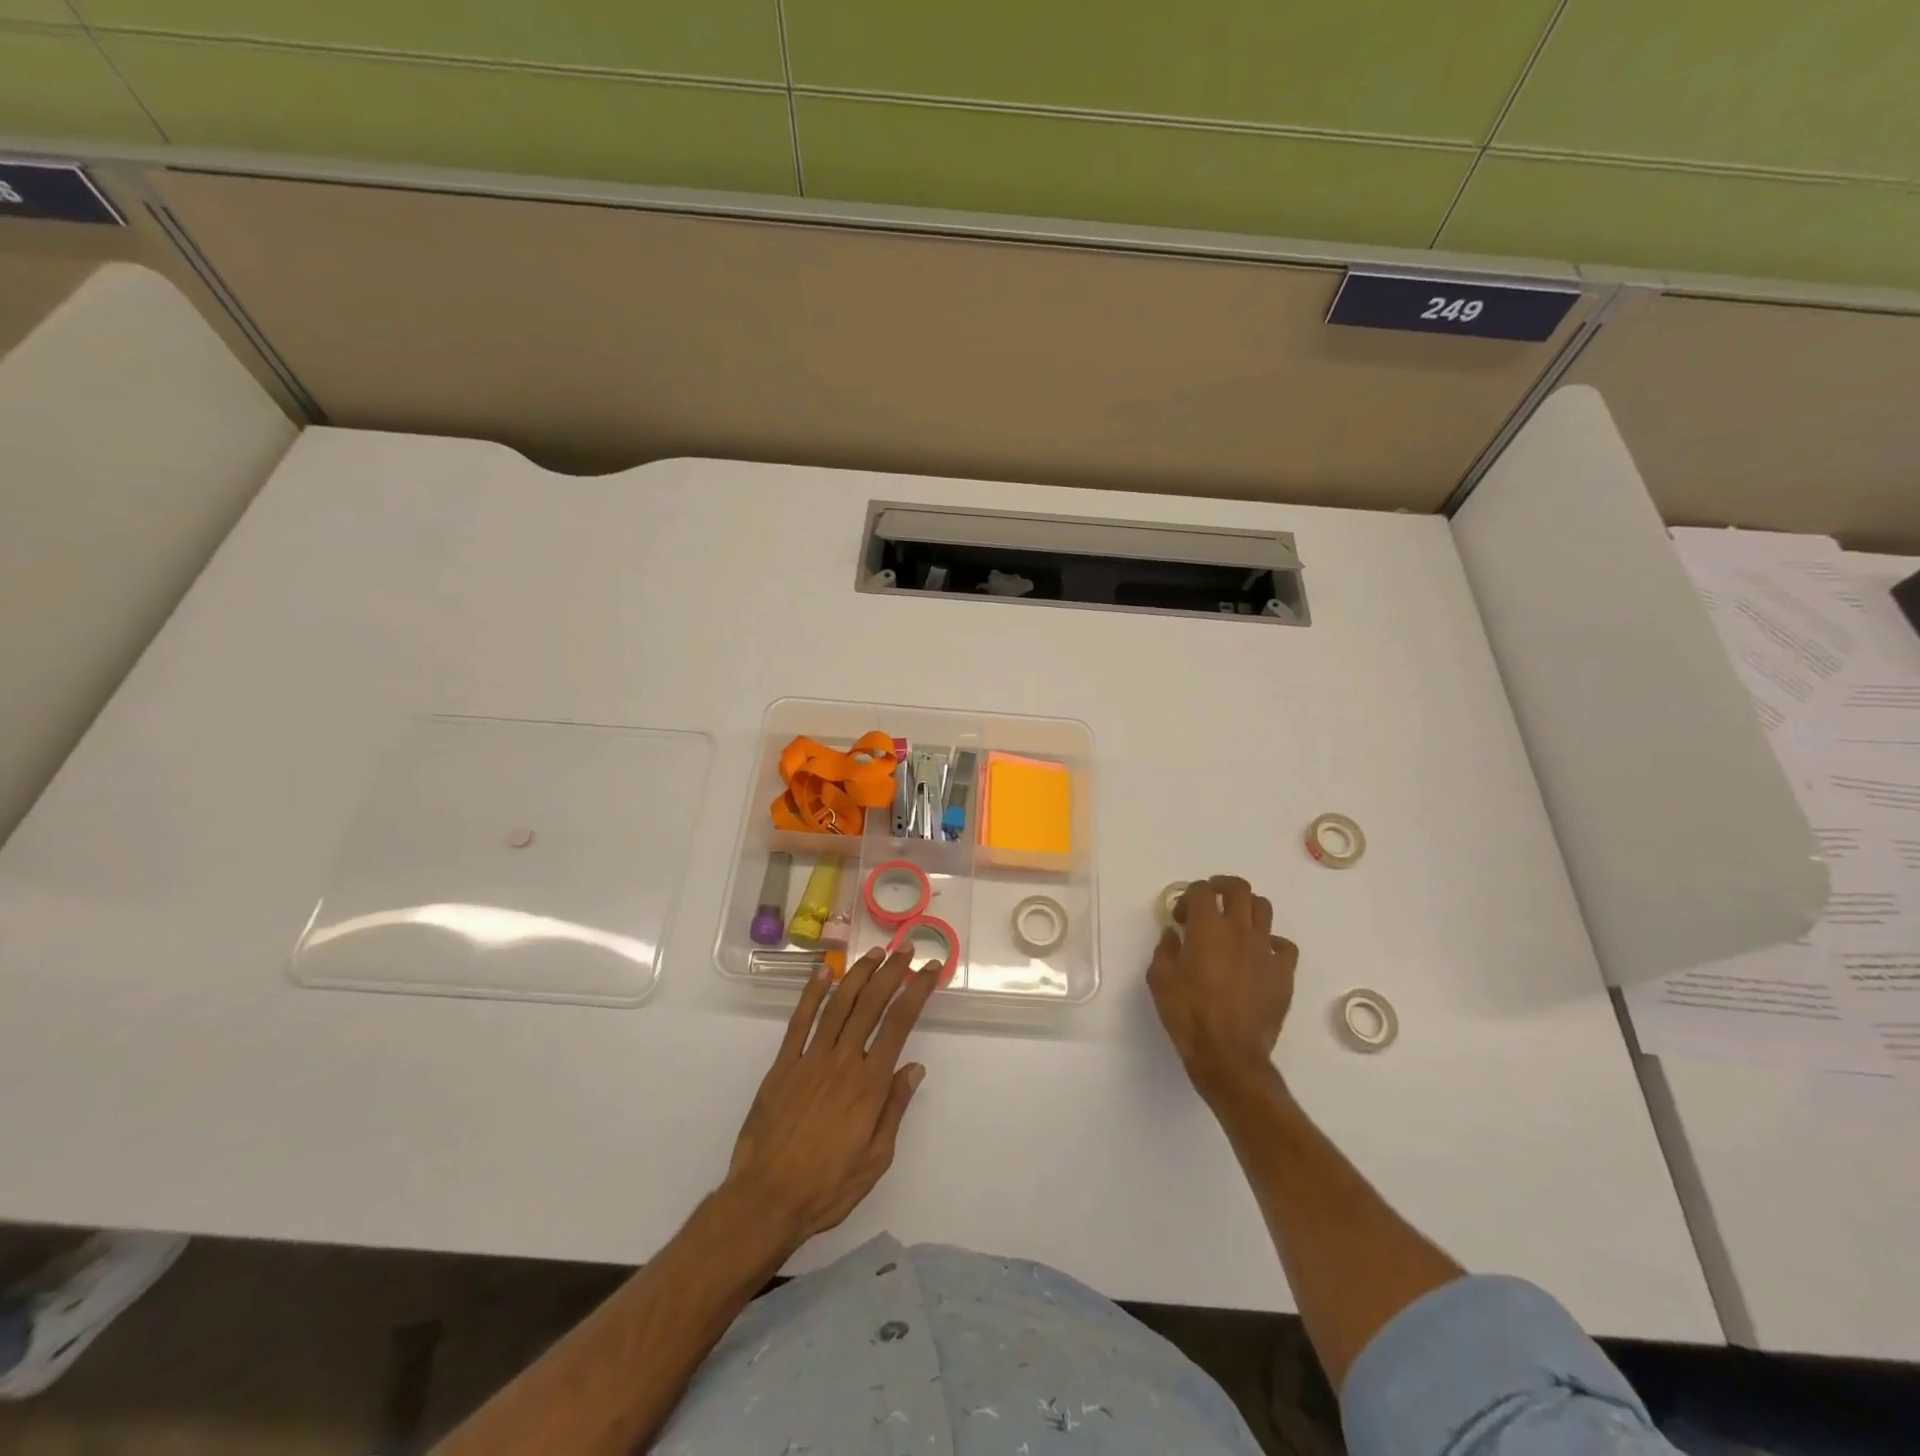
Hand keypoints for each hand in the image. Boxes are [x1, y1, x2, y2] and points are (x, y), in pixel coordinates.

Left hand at [725, 949, 937, 1249]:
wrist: (766, 1201)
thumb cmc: (827, 1187)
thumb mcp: (875, 1159)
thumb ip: (894, 1109)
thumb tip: (915, 1068)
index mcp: (869, 1084)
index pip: (899, 1023)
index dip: (917, 991)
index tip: (931, 969)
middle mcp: (842, 1061)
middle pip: (871, 1004)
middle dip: (892, 972)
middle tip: (907, 950)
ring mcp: (810, 1059)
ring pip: (838, 1004)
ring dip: (859, 974)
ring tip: (876, 953)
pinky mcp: (782, 1066)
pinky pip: (799, 1022)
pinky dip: (811, 994)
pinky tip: (823, 973)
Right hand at [1147, 875, 1297, 1098]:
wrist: (1228, 1054)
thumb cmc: (1188, 1014)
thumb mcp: (1159, 979)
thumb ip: (1165, 950)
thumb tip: (1173, 935)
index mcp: (1207, 928)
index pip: (1202, 891)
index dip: (1189, 896)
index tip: (1181, 916)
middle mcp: (1239, 930)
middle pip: (1239, 889)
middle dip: (1222, 887)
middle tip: (1210, 901)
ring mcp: (1265, 950)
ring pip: (1264, 909)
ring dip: (1247, 909)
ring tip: (1235, 924)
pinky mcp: (1283, 973)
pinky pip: (1283, 945)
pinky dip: (1271, 943)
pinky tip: (1259, 956)